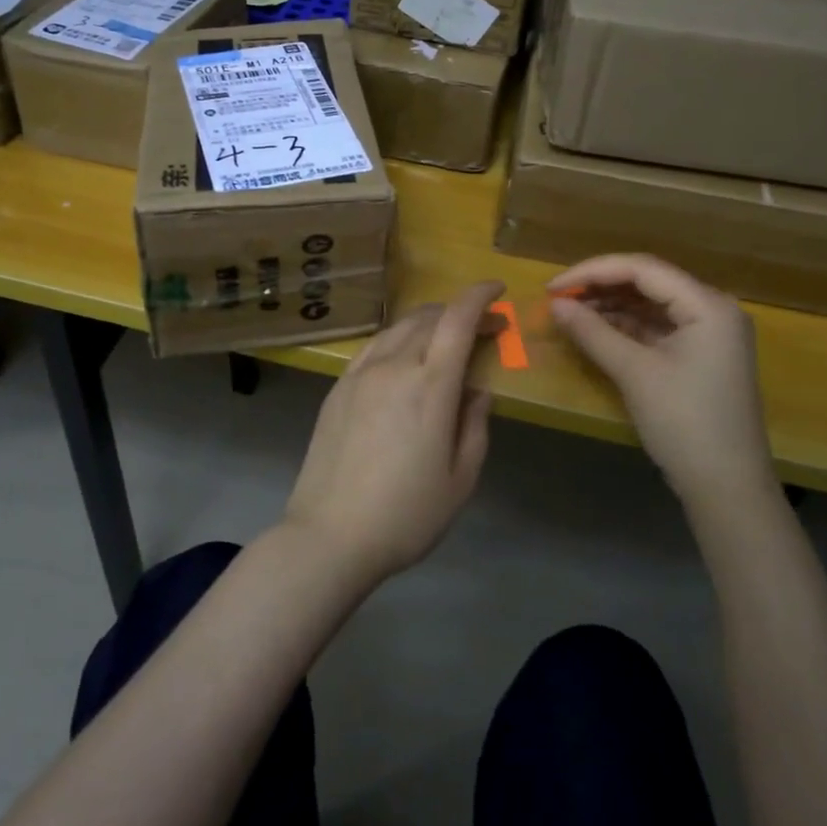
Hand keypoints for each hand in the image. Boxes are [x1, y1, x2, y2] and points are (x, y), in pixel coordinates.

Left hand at [283, 280, 504, 586]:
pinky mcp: (338, 387)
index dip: (479, 296)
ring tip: (444, 338)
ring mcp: (361, 373)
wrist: (329, 535)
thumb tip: (477, 390)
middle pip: (429, 318)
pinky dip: (397, 338)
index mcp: (431, 386)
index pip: (458, 319)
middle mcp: (395, 366)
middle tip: (482, 328)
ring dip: (428, 322)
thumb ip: (475, 426)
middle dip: (459, 312)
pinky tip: (403, 355)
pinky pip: (373, 346)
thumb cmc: (406, 515)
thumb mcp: (461, 479)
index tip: (497, 290)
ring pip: (398, 327)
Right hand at [547, 255, 772, 503]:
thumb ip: (592, 331)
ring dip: (611, 305)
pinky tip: (595, 329)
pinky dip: (626, 325)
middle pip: (648, 281)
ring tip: (570, 312)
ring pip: (651, 303)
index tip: (552, 287)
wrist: (727, 489)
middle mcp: (713, 308)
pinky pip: (658, 326)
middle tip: (558, 298)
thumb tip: (555, 304)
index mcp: (708, 305)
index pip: (643, 269)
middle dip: (600, 285)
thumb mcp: (634, 373)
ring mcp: (709, 332)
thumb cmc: (684, 423)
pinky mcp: (701, 354)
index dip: (592, 271)